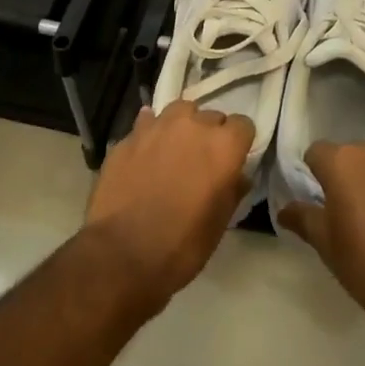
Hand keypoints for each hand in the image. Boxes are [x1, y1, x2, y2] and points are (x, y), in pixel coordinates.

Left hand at [83, 100, 253, 308]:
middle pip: (212, 116)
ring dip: (183, 125)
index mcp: (223, 146)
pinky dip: (151, 133)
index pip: (243, 124)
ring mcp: (157, 127)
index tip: (233, 160)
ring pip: (179, 110)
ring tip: (175, 148)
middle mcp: (193, 126)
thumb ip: (232, 190)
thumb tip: (238, 176)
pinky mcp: (128, 137)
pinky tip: (147, 150)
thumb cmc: (182, 245)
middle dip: (211, 135)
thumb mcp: (219, 223)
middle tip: (202, 161)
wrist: (121, 255)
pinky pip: (147, 123)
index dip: (239, 142)